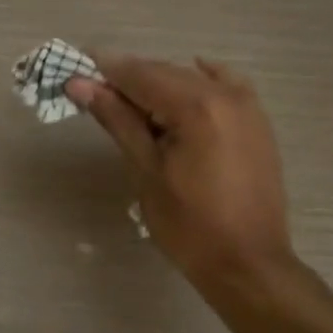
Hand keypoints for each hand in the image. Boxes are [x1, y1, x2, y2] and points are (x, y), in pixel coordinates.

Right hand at [68, 55, 295, 288]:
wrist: (248, 263)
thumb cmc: (189, 225)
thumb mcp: (146, 171)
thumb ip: (117, 120)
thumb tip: (80, 85)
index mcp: (196, 106)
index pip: (140, 75)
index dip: (104, 70)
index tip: (75, 69)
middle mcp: (225, 95)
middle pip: (165, 73)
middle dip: (129, 79)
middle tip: (93, 90)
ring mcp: (248, 106)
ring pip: (192, 80)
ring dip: (159, 85)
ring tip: (129, 103)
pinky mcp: (257, 123)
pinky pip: (226, 87)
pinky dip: (201, 82)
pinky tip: (184, 85)